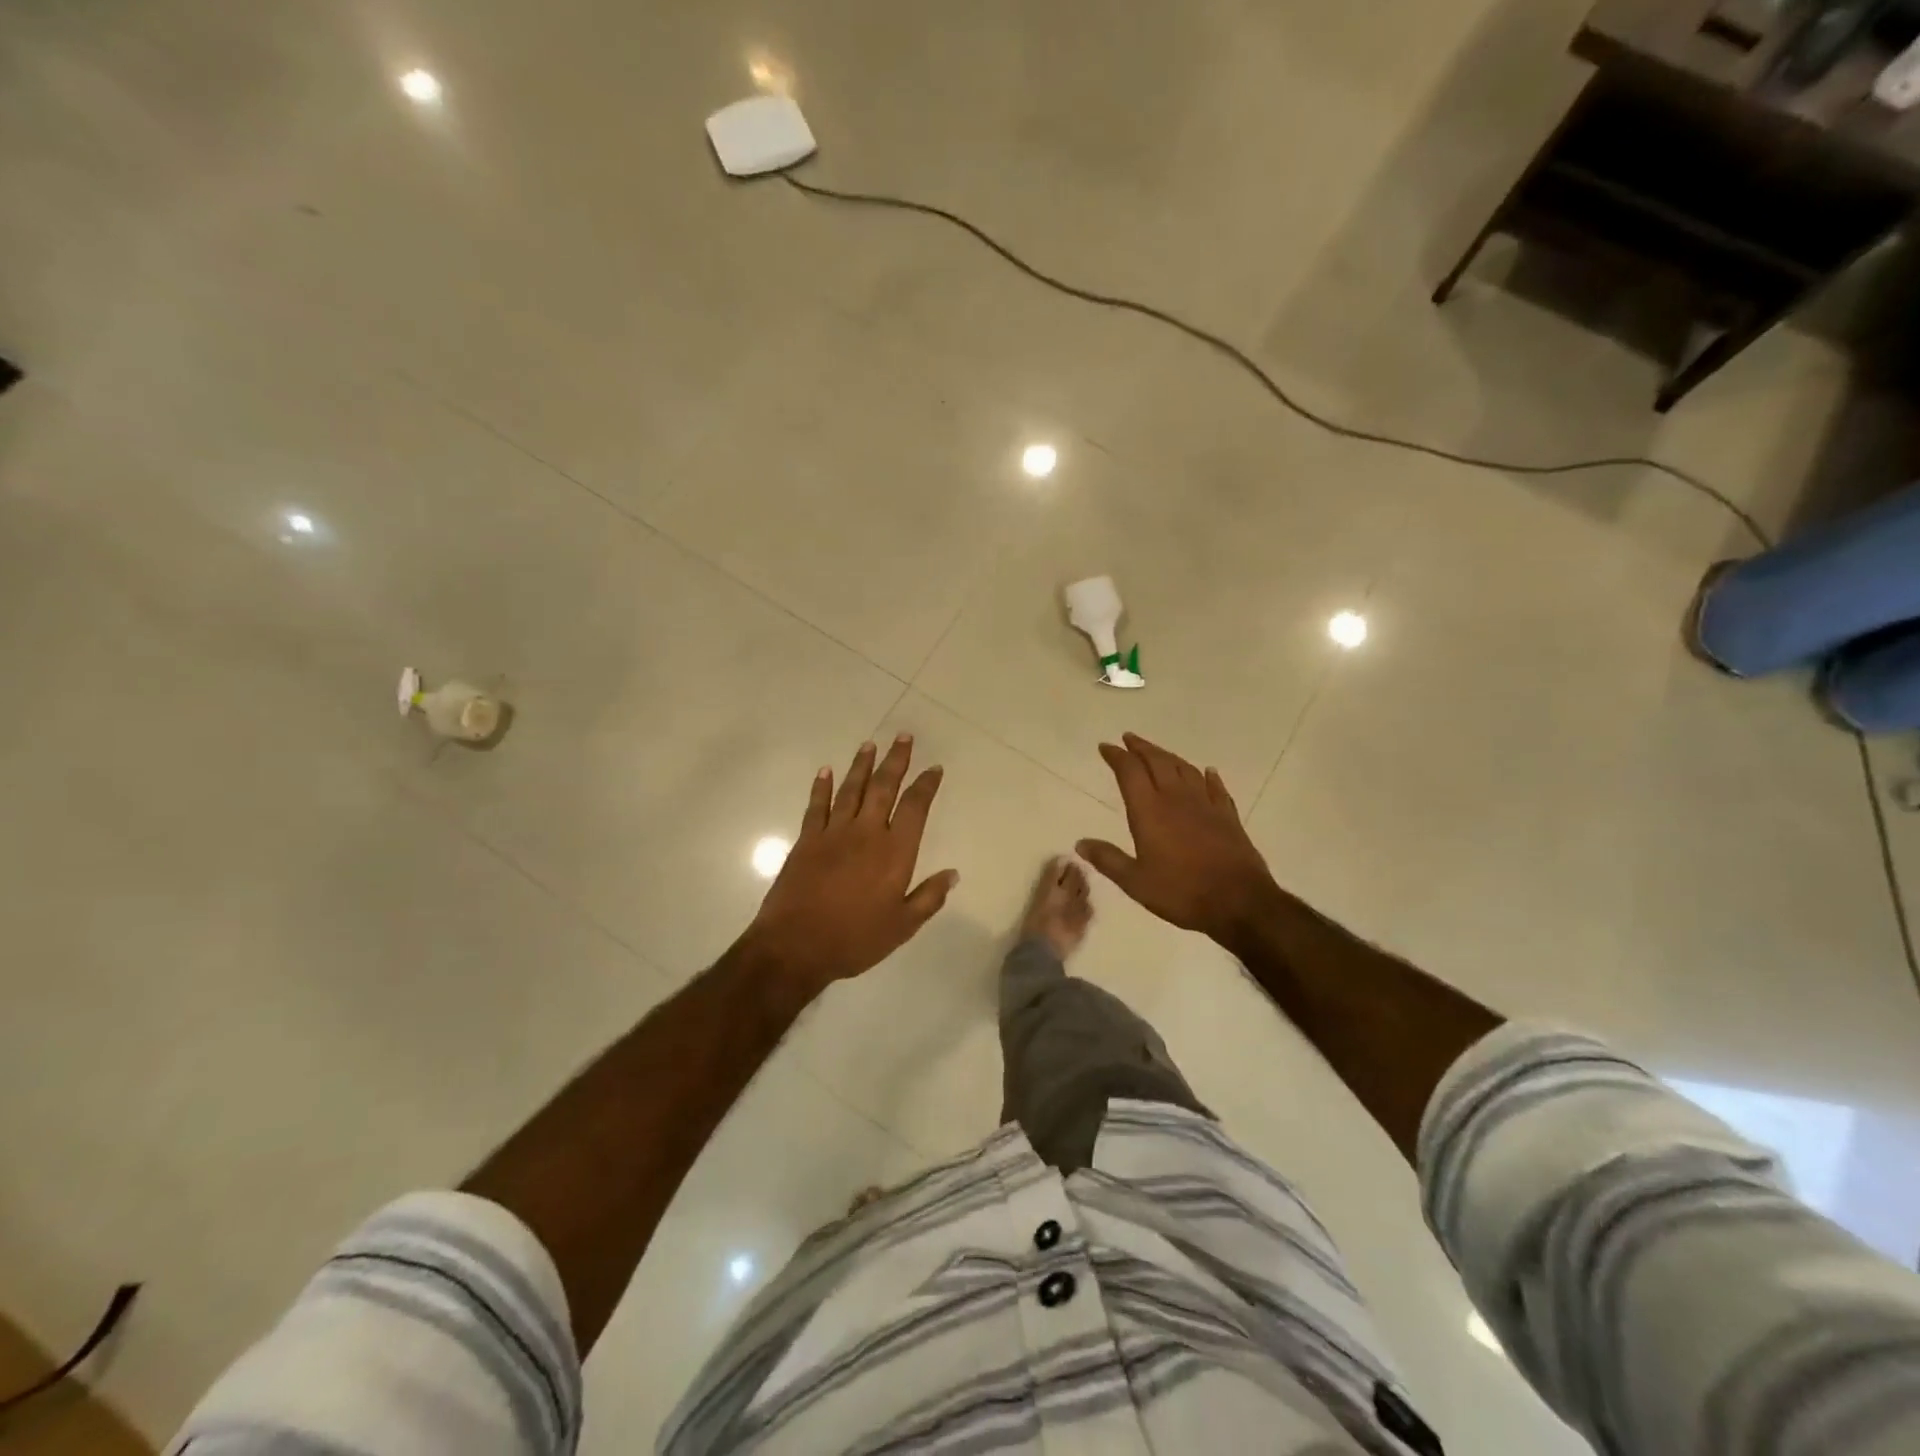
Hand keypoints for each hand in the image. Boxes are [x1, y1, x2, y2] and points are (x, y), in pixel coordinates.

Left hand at [744, 735, 958, 993]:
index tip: (934, 769)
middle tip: (903, 737)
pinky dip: (821, 787)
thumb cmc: (855, 939)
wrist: (796, 946)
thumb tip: (952, 874)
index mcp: (895, 852)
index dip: (926, 785)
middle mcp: (866, 833)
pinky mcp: (807, 840)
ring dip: (862, 765)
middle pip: (884, 787)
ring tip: (870, 744)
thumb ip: (928, 897)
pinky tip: (825, 771)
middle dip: (896, 760)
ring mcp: (833, 833)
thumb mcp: (902, 927)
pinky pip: (817, 806)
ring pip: (851, 789)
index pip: (915, 808)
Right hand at [1077, 733, 1279, 945]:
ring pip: (1185, 769)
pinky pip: (1216, 788)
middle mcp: (1176, 798)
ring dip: (1168, 756)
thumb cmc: (1181, 892)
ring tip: (1157, 752)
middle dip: (1141, 748)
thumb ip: (1108, 859)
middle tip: (1128, 738)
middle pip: (1157, 762)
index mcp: (1149, 810)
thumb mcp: (1135, 882)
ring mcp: (1205, 804)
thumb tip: (1080, 843)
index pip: (1129, 772)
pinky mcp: (1228, 816)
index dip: (1116, 756)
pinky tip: (1207, 771)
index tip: (1106, 747)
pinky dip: (1207, 776)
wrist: (1238, 901)